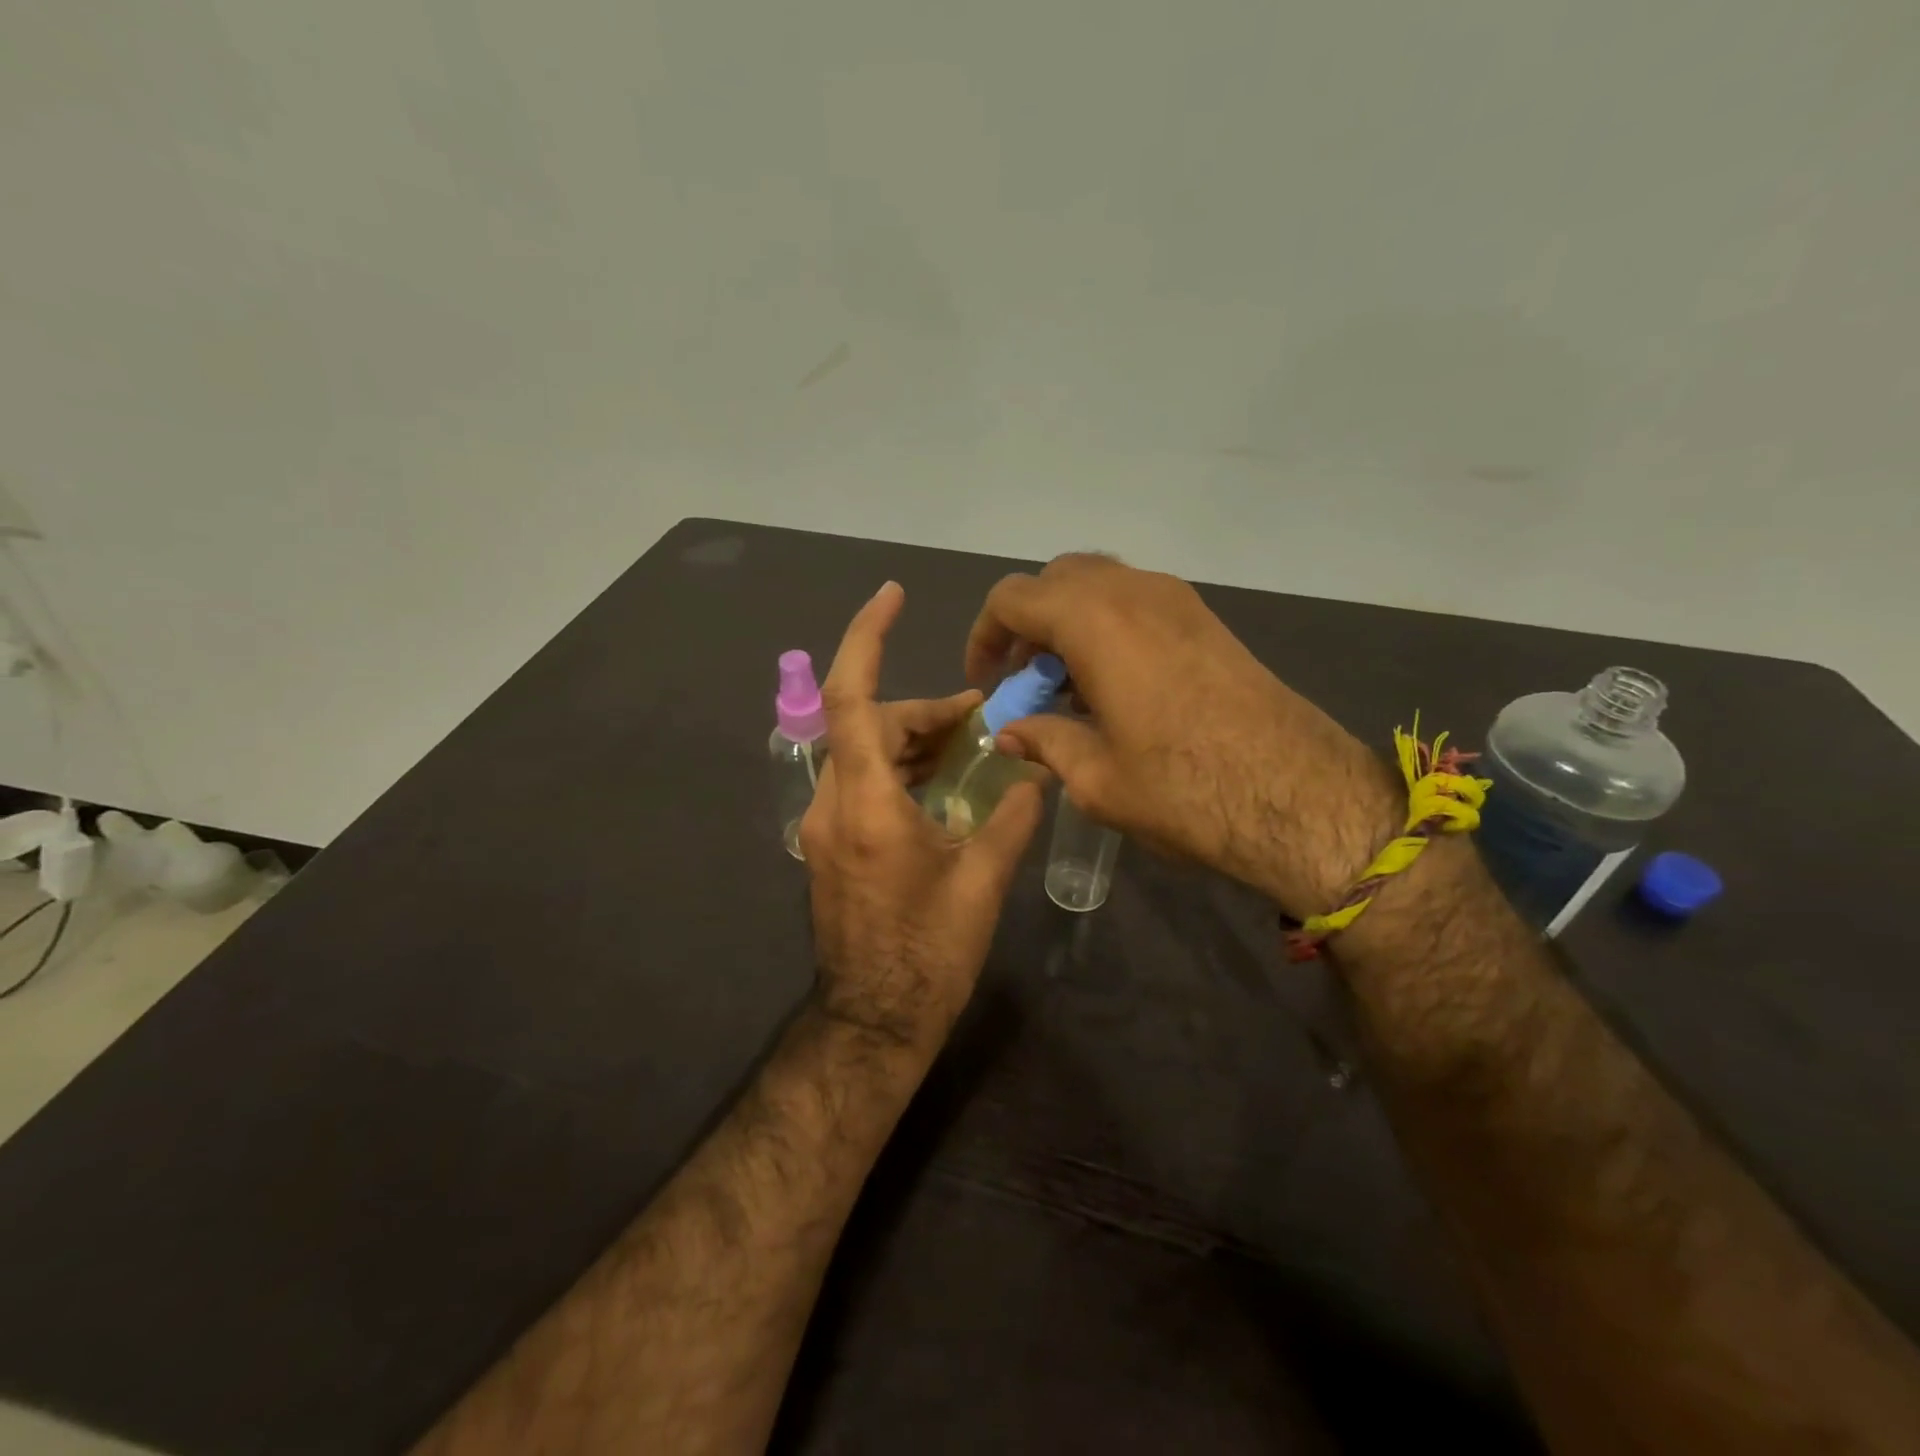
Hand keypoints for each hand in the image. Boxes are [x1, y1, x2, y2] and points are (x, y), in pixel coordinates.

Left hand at [802, 582, 1044, 1051]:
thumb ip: (1011, 818)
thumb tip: (1040, 773)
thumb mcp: (981, 883)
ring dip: (912, 739)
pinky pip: (862, 783)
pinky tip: (941, 782)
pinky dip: (899, 769)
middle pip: (869, 724)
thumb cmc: (928, 955)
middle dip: (923, 711)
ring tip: (968, 744)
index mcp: (865, 805)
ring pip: (864, 754)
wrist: (874, 1022)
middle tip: (980, 716)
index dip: (866, 638)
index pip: (851, 698)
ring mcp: (827, 827)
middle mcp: (833, 805)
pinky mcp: (834, 846)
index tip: (892, 595)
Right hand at [965, 554, 1396, 915]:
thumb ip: (1045, 743)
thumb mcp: (1096, 779)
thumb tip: (1012, 733)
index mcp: (1095, 622)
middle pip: (1057, 579)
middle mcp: (1134, 593)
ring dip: (1069, 624)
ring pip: (1101, 585)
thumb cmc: (1184, 790)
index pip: (1013, 598)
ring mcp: (1178, 601)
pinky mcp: (1208, 621)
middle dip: (1027, 623)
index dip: (985, 635)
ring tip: (1066, 687)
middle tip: (1024, 680)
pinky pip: (1137, 602)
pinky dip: (1108, 628)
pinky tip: (1113, 687)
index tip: (987, 681)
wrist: (1300, 796)